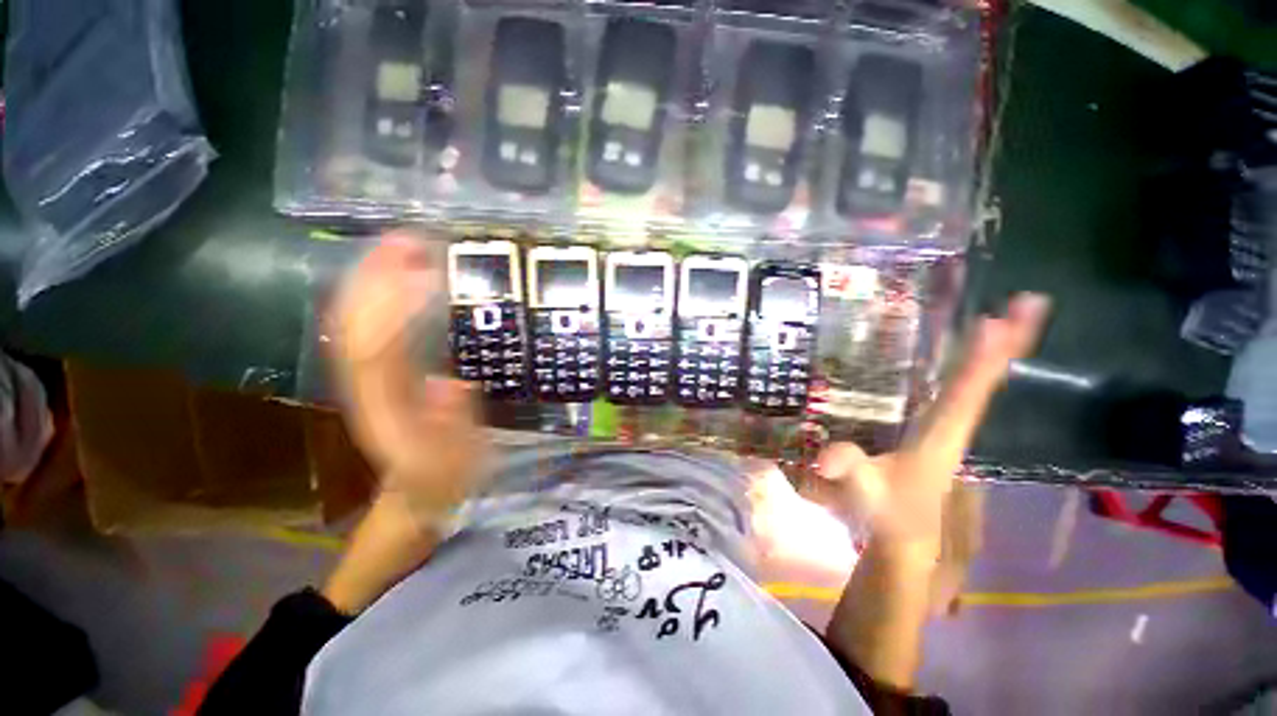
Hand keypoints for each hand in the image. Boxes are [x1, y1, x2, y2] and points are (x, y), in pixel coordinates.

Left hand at [332, 231, 489, 523]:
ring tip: (400, 247)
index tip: (422, 269)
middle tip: (409, 240)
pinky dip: (376, 298)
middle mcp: (366, 384)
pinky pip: (367, 327)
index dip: (394, 303)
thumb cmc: (442, 480)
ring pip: (354, 319)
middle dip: (376, 277)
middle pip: (356, 321)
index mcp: (387, 404)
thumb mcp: (458, 462)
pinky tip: (394, 278)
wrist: (415, 494)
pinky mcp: (376, 374)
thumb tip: (451, 381)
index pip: (378, 344)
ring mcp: (366, 377)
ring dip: (372, 280)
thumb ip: (454, 426)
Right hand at [806, 293, 1049, 557]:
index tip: (1002, 319)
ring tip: (1003, 319)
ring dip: (992, 353)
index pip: (968, 392)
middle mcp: (952, 426)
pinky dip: (968, 370)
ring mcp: (945, 428)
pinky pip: (957, 393)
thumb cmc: (888, 514)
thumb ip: (850, 472)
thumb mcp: (865, 492)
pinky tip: (960, 356)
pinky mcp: (932, 430)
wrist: (904, 538)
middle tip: (1030, 302)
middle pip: (984, 380)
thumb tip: (826, 456)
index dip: (984, 358)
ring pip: (975, 385)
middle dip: (1008, 344)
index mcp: (942, 436)